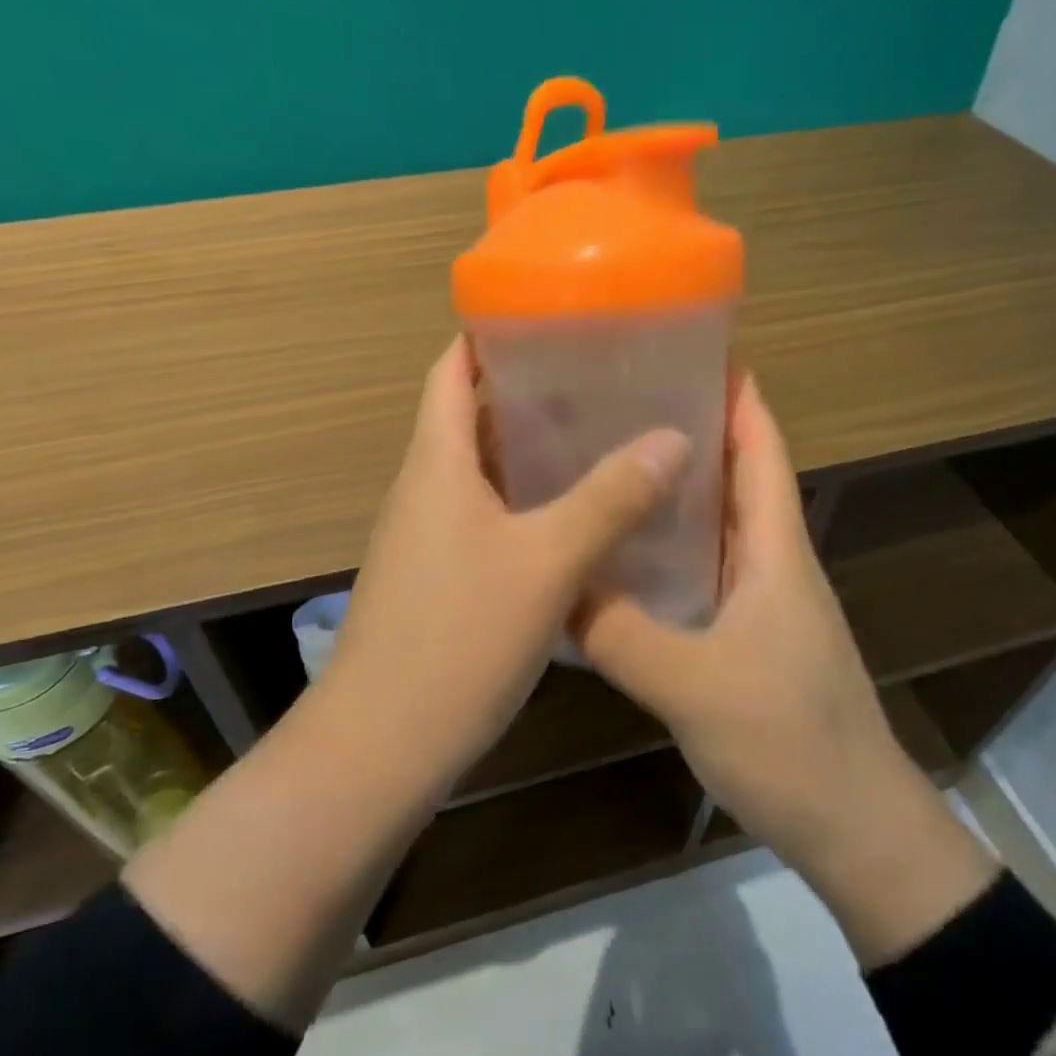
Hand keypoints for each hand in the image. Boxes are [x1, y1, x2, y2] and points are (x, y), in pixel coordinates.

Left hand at [322, 335, 691, 783]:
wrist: (383, 741)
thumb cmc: (459, 636)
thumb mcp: (547, 562)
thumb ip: (610, 498)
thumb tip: (673, 439)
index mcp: (437, 462)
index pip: (451, 371)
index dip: (488, 335)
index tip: (546, 314)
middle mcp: (423, 488)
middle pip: (469, 417)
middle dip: (525, 392)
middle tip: (596, 377)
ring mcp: (424, 536)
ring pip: (478, 472)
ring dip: (527, 451)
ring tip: (596, 437)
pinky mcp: (434, 577)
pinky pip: (480, 517)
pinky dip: (521, 502)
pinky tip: (570, 519)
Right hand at [578, 377, 995, 964]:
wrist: (853, 827)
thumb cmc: (790, 743)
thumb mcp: (694, 685)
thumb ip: (619, 634)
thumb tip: (553, 586)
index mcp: (776, 549)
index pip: (761, 448)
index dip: (735, 394)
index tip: (685, 349)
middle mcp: (772, 561)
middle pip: (736, 475)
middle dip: (689, 430)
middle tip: (616, 401)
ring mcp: (761, 601)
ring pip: (716, 524)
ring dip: (675, 489)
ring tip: (608, 461)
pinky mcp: (746, 636)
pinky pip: (702, 571)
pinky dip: (668, 549)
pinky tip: (619, 555)